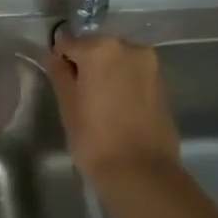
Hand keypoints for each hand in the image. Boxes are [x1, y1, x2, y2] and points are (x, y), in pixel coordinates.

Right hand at [47, 32, 182, 185]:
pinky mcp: (163, 84)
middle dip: (86, 65)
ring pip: (118, 62)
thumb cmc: (94, 138)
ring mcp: (150, 65)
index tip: (59, 82)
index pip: (69, 44)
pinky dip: (123, 84)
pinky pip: (134, 75)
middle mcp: (130, 48)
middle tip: (78, 96)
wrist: (141, 172)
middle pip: (97, 49)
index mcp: (101, 48)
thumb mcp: (68, 104)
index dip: (60, 61)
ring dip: (106, 74)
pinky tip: (117, 109)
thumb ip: (60, 73)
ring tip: (98, 105)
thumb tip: (54, 55)